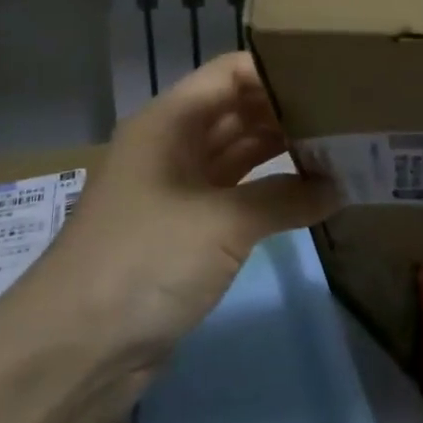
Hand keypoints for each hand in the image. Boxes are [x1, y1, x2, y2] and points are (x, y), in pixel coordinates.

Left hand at [17, 52, 334, 422]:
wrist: (74, 349)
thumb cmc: (143, 261)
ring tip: (341, 151)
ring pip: (239, 155)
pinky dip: (271, 195)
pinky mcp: (185, 232)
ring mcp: (178, 190)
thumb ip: (284, 198)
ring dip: (283, 154)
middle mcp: (173, 145)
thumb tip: (338, 186)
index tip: (331, 79)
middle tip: (348, 118)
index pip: (231, 74)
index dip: (277, 72)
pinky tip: (312, 197)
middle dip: (288, 113)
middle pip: (237, 111)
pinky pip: (236, 198)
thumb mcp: (220, 222)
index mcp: (169, 121)